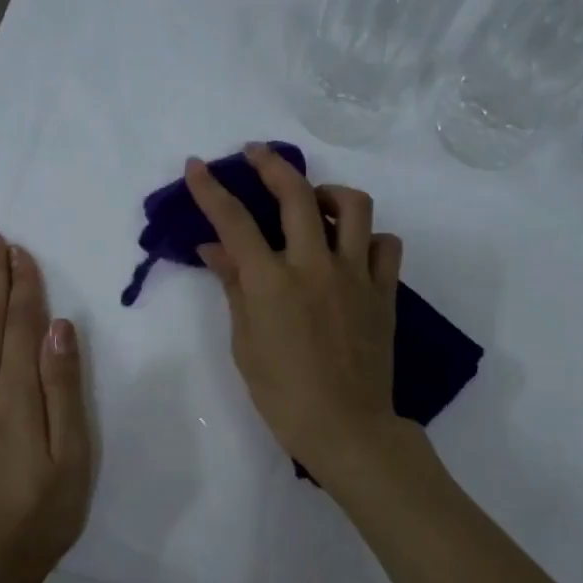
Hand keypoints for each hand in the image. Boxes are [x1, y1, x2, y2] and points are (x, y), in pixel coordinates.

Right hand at [186, 144, 412, 487]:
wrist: (346, 427)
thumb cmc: (283, 394)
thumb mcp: (245, 343)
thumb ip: (233, 287)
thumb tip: (215, 248)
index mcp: (272, 282)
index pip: (234, 221)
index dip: (211, 189)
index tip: (197, 165)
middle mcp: (315, 266)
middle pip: (296, 194)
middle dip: (271, 164)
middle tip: (257, 154)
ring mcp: (355, 275)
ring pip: (354, 206)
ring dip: (330, 192)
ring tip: (315, 202)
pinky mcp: (384, 290)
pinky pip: (386, 244)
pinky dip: (369, 237)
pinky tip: (353, 249)